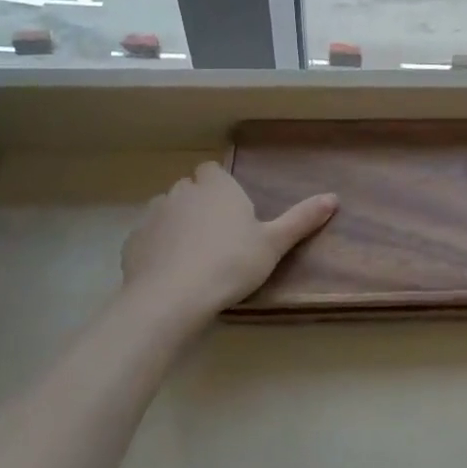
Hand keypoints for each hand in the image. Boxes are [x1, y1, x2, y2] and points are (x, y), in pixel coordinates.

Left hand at [118, 162, 336, 335]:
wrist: (172, 298)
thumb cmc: (230, 264)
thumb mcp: (274, 244)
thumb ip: (301, 219)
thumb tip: (334, 197)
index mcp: (216, 186)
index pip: (212, 169)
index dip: (219, 186)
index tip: (232, 210)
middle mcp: (182, 192)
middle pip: (189, 188)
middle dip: (199, 204)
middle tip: (218, 236)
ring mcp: (153, 215)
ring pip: (166, 210)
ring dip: (176, 224)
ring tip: (192, 255)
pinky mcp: (132, 242)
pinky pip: (147, 237)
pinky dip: (156, 247)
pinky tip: (169, 271)